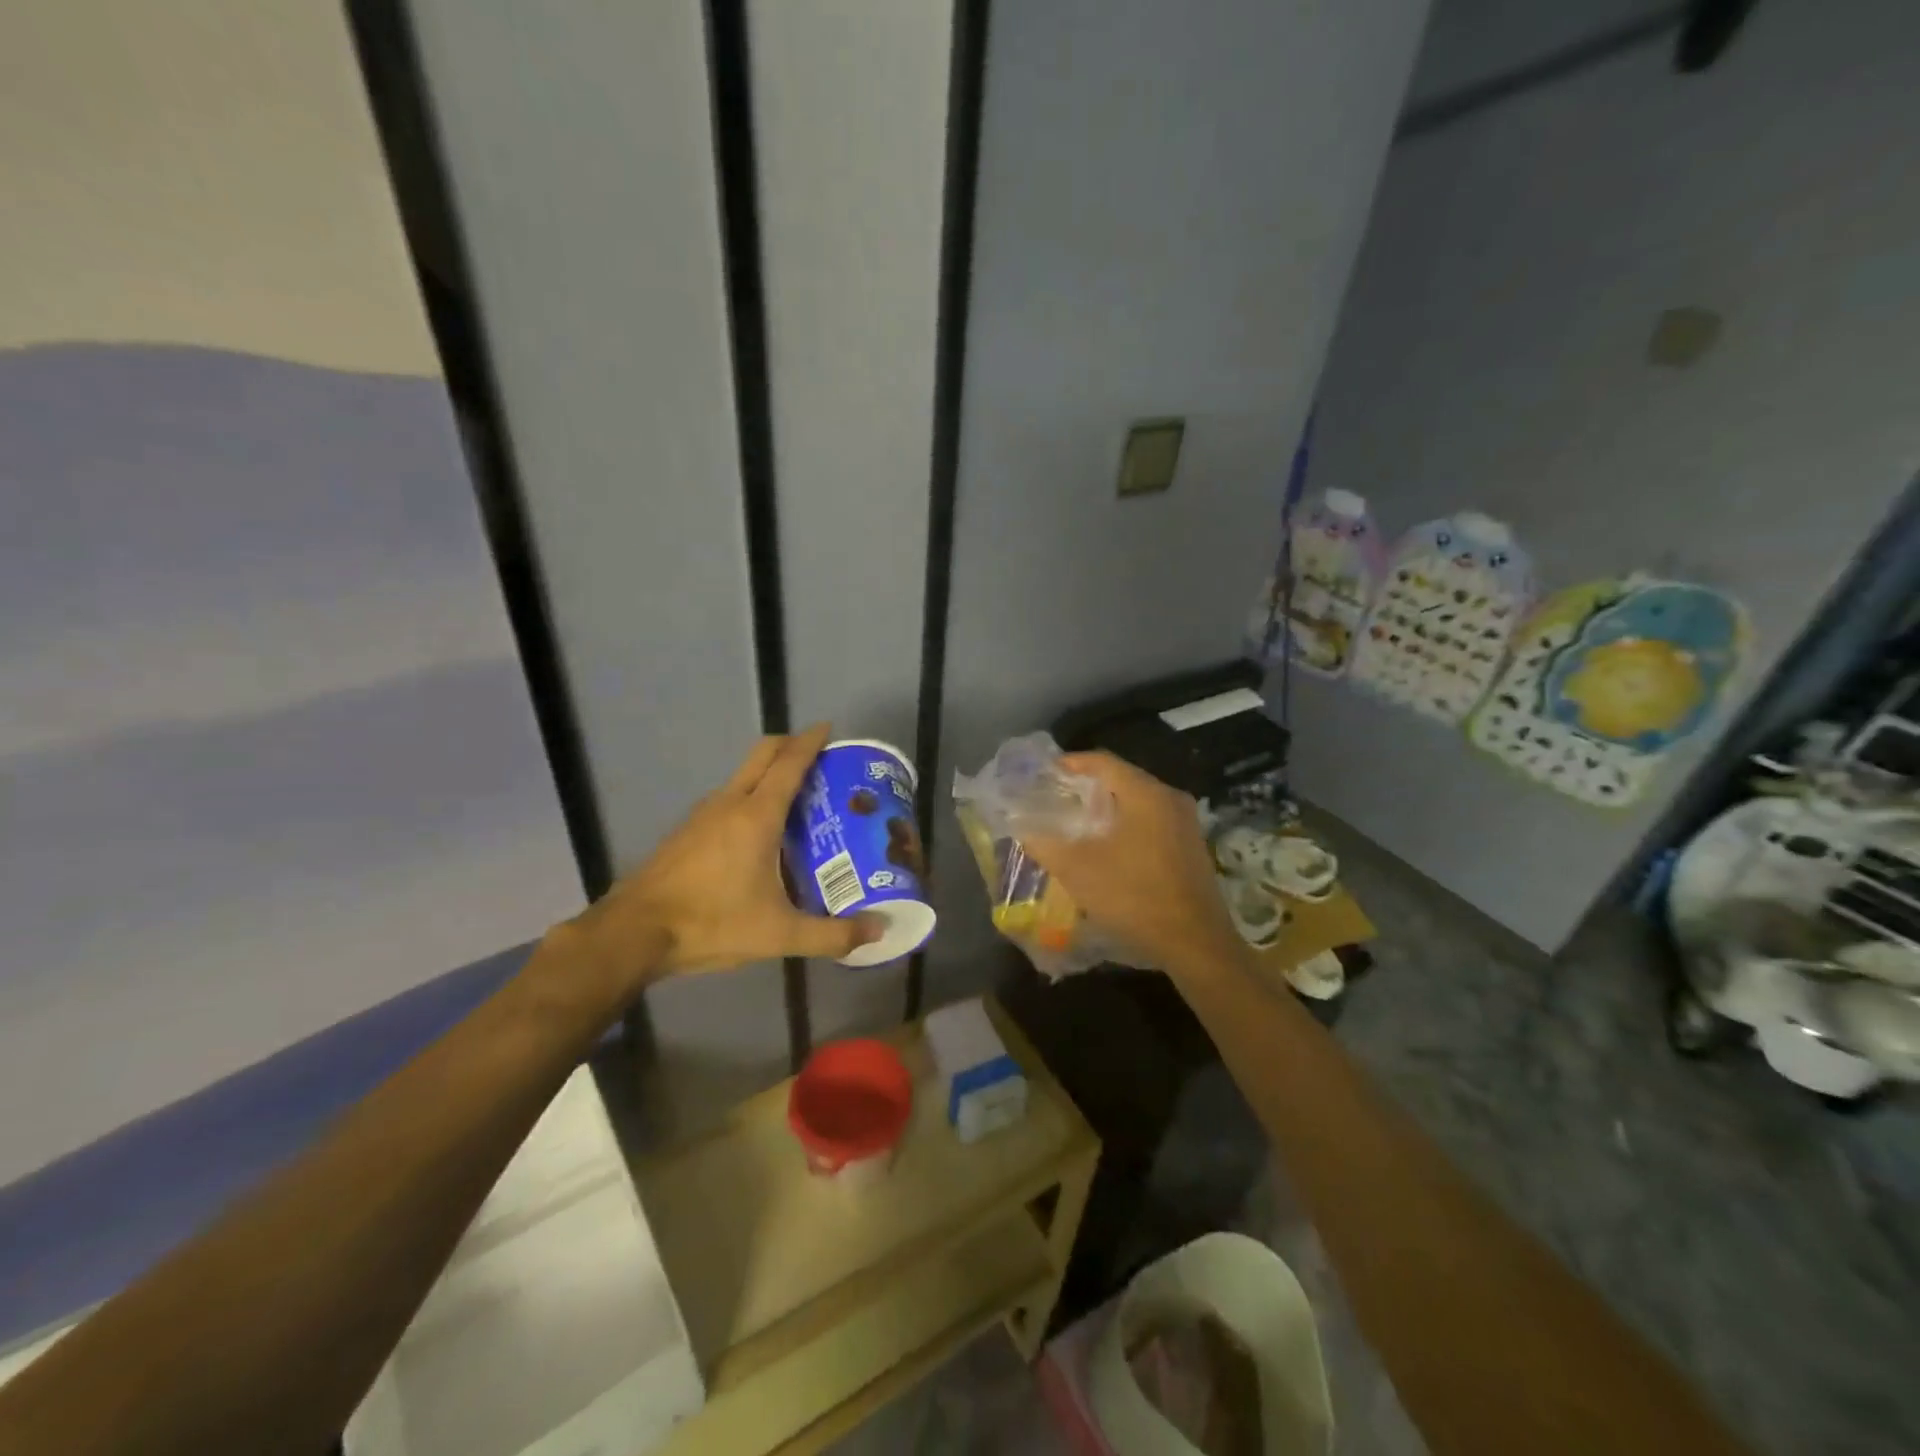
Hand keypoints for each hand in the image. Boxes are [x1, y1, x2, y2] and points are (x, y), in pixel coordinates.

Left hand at [566, 725, 881, 992]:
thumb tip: (879, 931)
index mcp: (756, 815)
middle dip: (791, 746)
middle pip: (763, 755)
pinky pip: (726, 798)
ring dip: (769, 773)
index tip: (830, 729)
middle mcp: (729, 803)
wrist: (634, 933)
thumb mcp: (779, 934)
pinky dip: (749, 796)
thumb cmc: (712, 923)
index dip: (811, 741)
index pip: (789, 762)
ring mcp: (702, 814)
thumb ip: (832, 934)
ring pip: (742, 776)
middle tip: (820, 760)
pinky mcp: (686, 831)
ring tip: (798, 799)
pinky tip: (759, 833)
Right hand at [1021, 752, 1239, 969]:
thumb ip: (1045, 843)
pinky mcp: (1191, 848)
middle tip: (1055, 799)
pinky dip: (1126, 825)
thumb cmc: (1134, 896)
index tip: (1044, 773)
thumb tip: (1021, 827)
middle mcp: (1170, 799)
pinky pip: (1152, 822)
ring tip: (1076, 823)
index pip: (1103, 762)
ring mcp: (1186, 824)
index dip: (1070, 763)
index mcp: (1146, 793)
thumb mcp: (1078, 870)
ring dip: (1107, 809)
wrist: (1195, 944)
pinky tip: (1107, 848)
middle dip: (1086, 787)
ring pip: (1138, 802)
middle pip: (1122, 779)